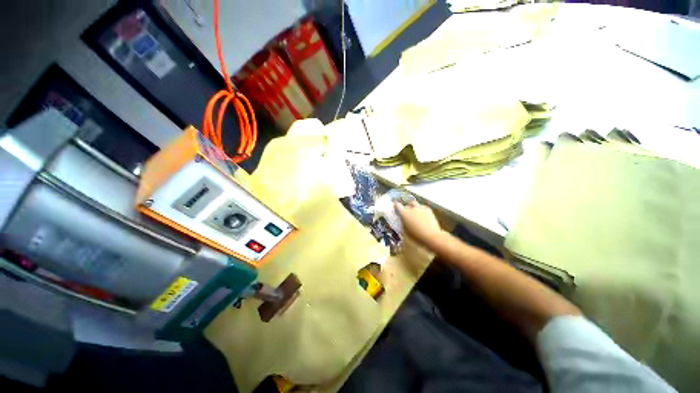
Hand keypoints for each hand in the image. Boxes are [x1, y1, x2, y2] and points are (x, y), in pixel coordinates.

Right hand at [395, 201, 442, 245]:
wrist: (431, 236)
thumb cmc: (416, 236)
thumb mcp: (405, 231)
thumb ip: (402, 223)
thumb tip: (402, 220)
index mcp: (404, 213)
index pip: (397, 205)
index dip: (396, 205)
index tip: (395, 207)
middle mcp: (412, 208)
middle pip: (406, 205)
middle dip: (405, 209)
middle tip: (406, 214)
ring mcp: (420, 208)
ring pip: (414, 204)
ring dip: (413, 207)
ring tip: (414, 212)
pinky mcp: (428, 209)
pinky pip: (422, 207)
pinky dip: (420, 209)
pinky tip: (422, 214)